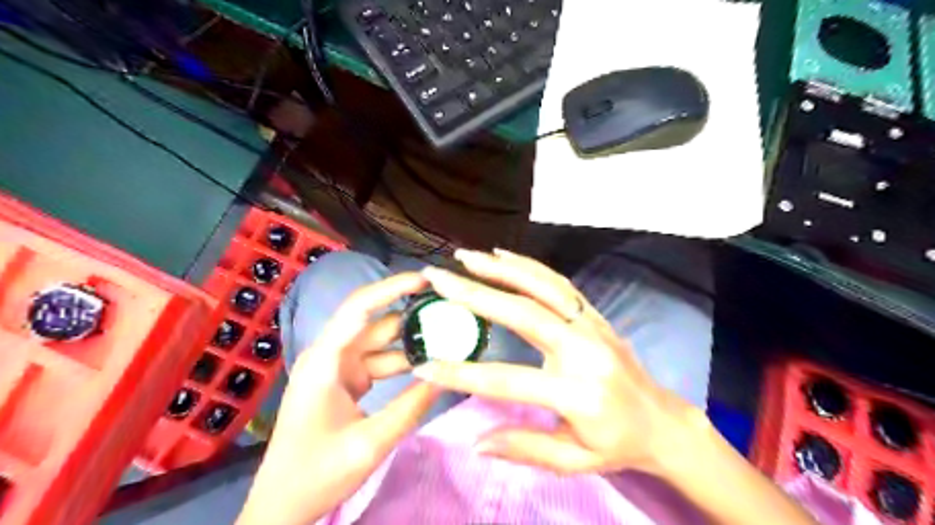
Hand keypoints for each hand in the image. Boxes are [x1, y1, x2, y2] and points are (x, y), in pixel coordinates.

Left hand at [238, 272, 443, 522]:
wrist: (282, 506)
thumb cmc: (315, 474)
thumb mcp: (369, 443)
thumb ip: (411, 407)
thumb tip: (447, 374)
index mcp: (325, 360)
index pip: (360, 308)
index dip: (393, 287)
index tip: (428, 280)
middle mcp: (330, 355)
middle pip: (376, 322)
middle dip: (412, 315)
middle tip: (451, 311)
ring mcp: (338, 368)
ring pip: (381, 343)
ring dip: (412, 341)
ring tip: (450, 338)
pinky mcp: (346, 381)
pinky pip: (379, 362)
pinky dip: (404, 362)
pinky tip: (430, 364)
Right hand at [410, 250, 701, 475]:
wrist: (663, 421)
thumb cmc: (617, 444)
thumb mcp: (574, 460)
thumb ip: (525, 449)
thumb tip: (476, 443)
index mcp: (577, 393)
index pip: (507, 381)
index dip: (462, 375)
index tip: (424, 364)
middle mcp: (584, 350)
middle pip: (523, 313)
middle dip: (474, 294)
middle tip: (437, 278)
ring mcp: (591, 325)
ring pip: (542, 287)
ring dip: (500, 268)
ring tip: (464, 257)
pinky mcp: (594, 314)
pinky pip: (559, 283)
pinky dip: (528, 265)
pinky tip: (502, 255)